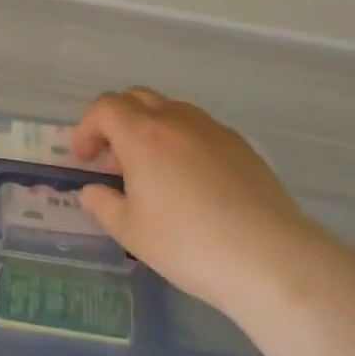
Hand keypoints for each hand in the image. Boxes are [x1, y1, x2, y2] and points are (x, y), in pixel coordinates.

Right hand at [72, 87, 338, 319]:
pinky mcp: (241, 146)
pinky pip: (200, 129)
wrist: (269, 257)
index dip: (87, 128)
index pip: (104, 108)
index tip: (85, 159)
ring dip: (150, 127)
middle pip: (136, 98)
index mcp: (142, 134)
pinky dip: (182, 140)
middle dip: (116, 120)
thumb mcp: (131, 231)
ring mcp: (213, 130)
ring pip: (171, 109)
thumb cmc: (187, 243)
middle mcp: (176, 120)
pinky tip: (191, 180)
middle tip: (114, 158)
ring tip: (152, 168)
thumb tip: (92, 191)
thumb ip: (104, 205)